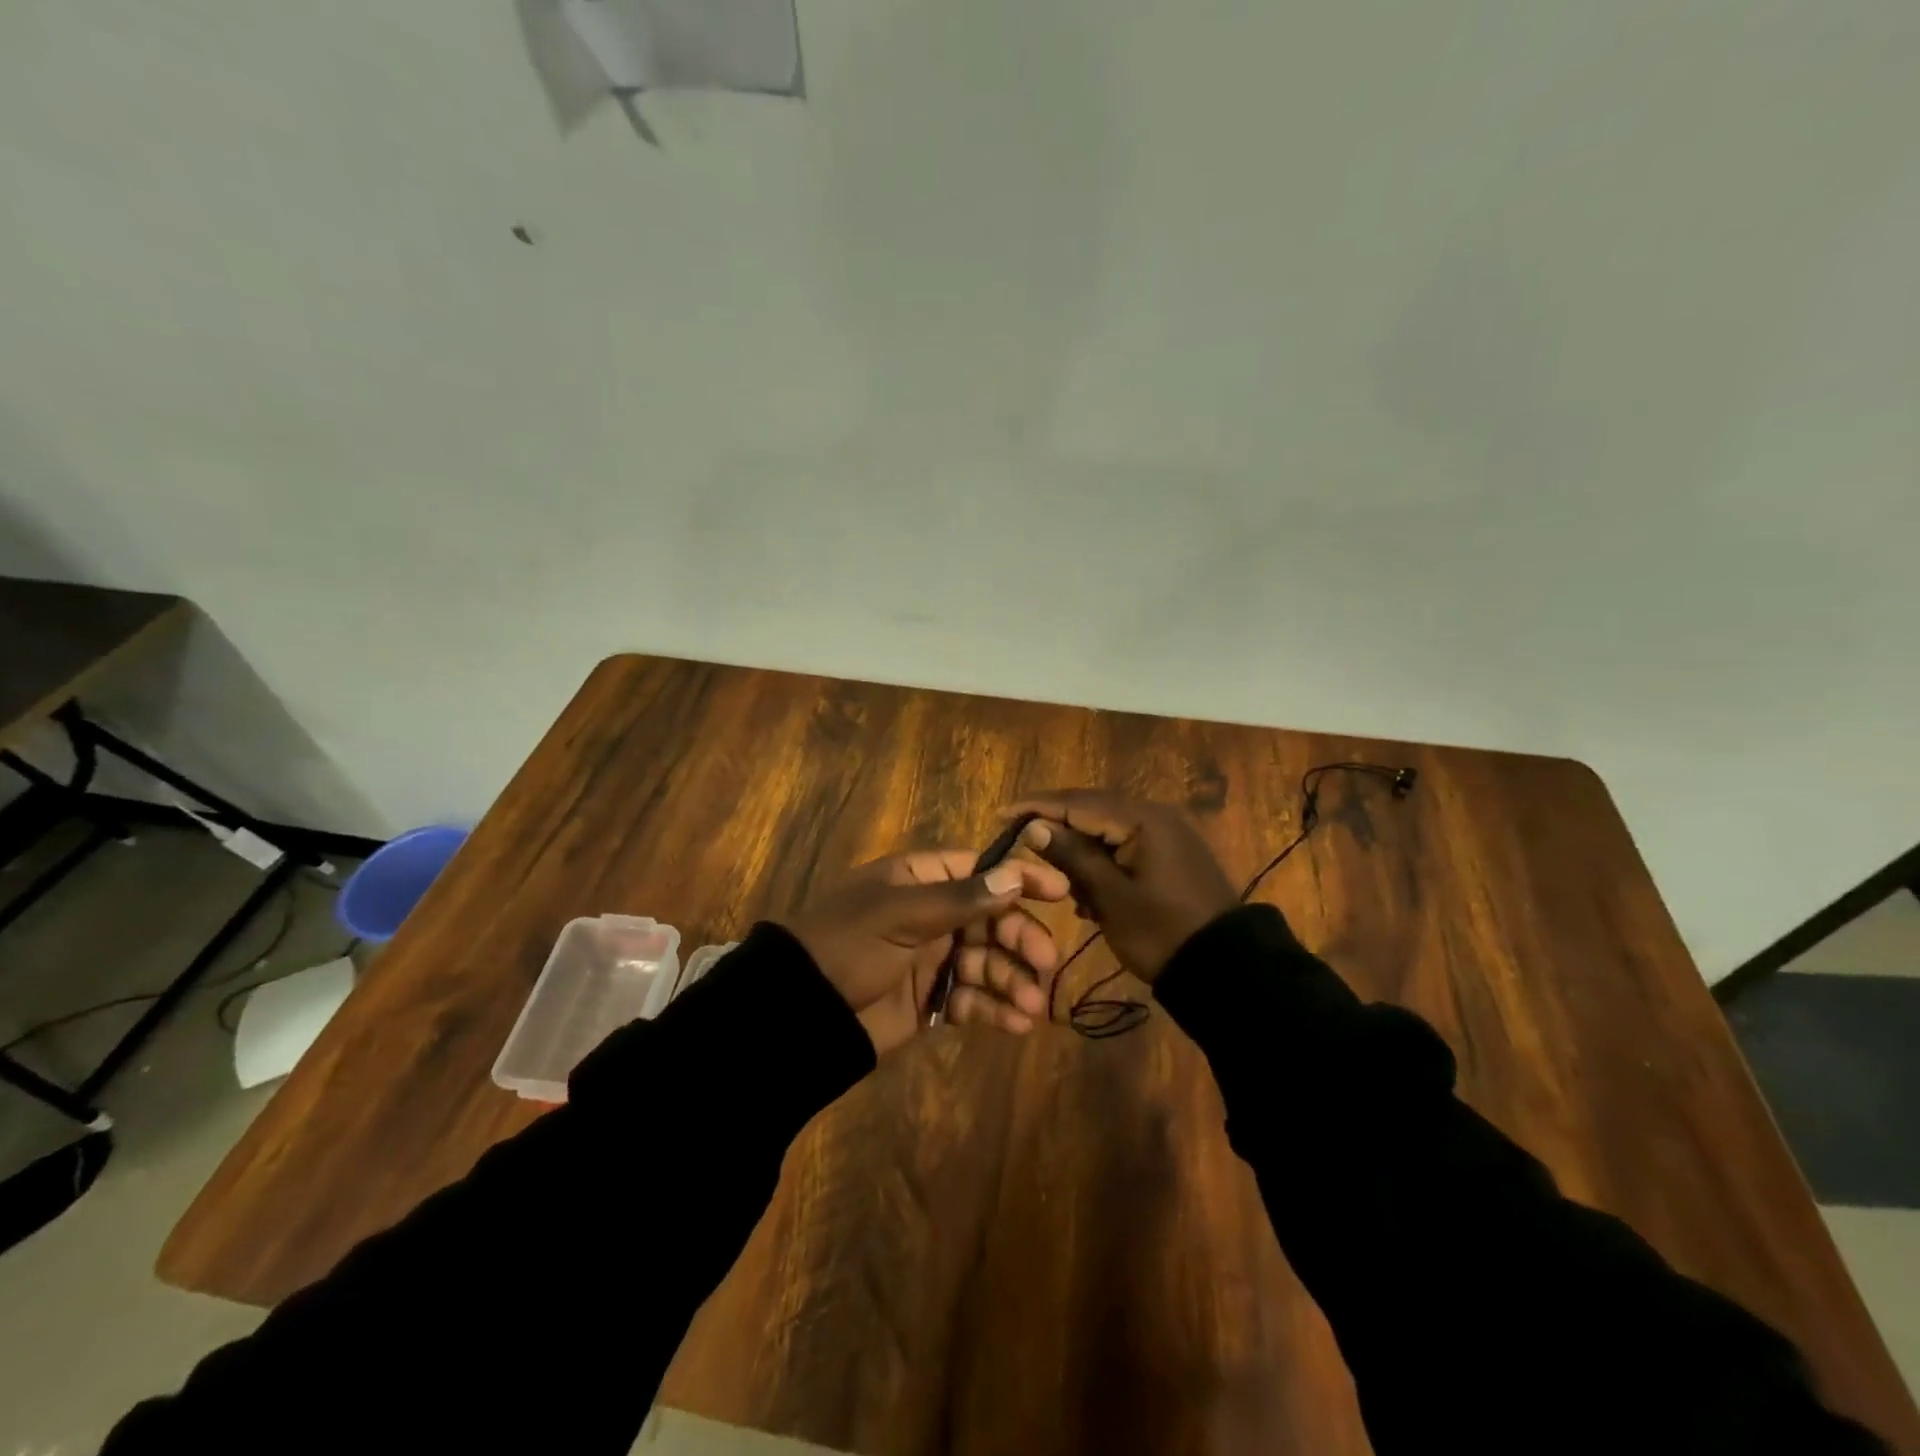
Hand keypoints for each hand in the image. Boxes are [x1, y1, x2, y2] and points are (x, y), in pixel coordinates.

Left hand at [786, 850, 1070, 1055]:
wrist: (801, 1013)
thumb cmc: (849, 944)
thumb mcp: (901, 914)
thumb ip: (961, 899)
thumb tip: (1015, 874)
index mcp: (919, 880)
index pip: (979, 869)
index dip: (1018, 878)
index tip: (1059, 891)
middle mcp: (930, 914)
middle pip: (991, 918)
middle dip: (1020, 938)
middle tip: (1045, 961)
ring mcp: (932, 958)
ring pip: (986, 962)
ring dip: (1012, 980)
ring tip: (1032, 1007)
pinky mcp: (931, 1000)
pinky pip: (972, 999)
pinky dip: (994, 1009)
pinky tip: (1015, 1024)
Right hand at [1005, 790, 1237, 983]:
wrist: (1227, 969)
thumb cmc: (1161, 932)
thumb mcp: (1110, 896)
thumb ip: (1072, 856)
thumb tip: (1034, 827)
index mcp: (1142, 819)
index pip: (1077, 803)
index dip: (1036, 807)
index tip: (1000, 813)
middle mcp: (1155, 815)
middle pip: (1092, 809)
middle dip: (1055, 825)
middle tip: (1018, 837)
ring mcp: (1166, 834)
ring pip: (1107, 828)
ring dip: (1078, 847)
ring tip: (1053, 873)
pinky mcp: (1170, 854)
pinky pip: (1125, 845)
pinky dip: (1101, 860)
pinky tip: (1086, 890)